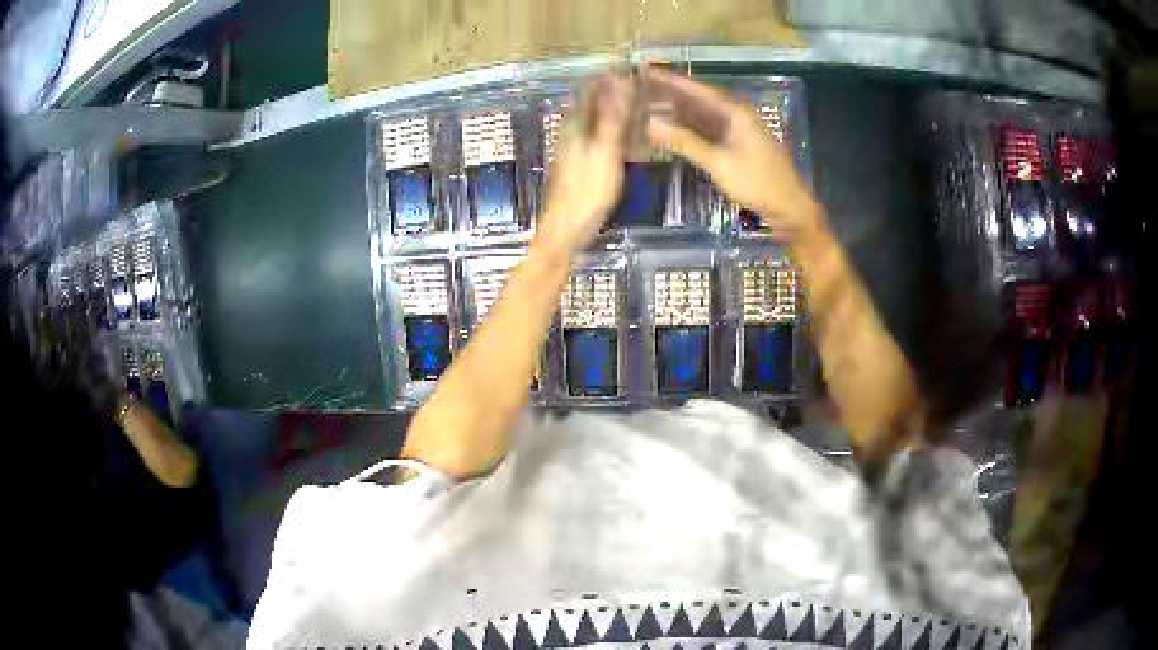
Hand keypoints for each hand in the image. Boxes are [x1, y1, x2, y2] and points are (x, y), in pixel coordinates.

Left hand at [534, 75, 633, 256]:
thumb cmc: (587, 193)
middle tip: (650, 90)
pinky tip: (633, 137)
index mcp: (576, 124)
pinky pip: (601, 136)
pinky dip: (617, 131)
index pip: (593, 87)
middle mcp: (572, 130)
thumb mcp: (604, 153)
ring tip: (647, 109)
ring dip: (620, 111)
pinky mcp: (581, 162)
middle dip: (620, 92)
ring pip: (599, 119)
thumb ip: (611, 118)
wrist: (565, 231)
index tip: (639, 70)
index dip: (614, 76)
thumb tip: (618, 81)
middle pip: (596, 101)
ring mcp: (576, 146)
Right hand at [644, 67, 820, 242]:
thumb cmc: (758, 183)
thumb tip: (650, 125)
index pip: (698, 89)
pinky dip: (690, 128)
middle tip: (641, 86)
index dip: (671, 80)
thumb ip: (685, 142)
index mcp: (736, 112)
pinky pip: (708, 130)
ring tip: (649, 104)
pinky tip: (672, 128)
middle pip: (699, 99)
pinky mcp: (737, 147)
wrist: (789, 209)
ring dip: (679, 111)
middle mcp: (737, 116)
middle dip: (672, 93)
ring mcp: (738, 132)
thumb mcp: (719, 163)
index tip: (646, 70)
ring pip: (703, 115)